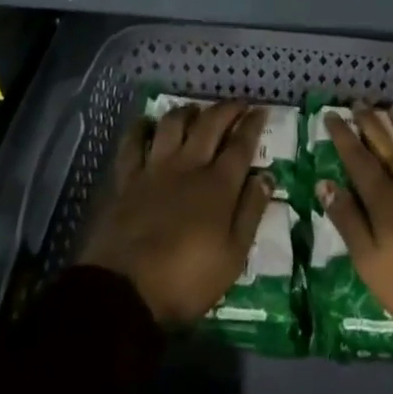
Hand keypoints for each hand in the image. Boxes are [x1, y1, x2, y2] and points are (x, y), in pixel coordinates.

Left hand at [81, 101, 272, 327]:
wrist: (126, 289)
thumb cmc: (187, 279)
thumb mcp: (233, 256)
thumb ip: (250, 212)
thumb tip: (266, 177)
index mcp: (218, 186)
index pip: (240, 146)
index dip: (252, 125)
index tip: (261, 110)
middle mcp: (188, 166)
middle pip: (210, 125)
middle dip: (226, 110)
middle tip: (237, 104)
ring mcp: (155, 169)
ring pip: (173, 125)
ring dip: (187, 112)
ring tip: (196, 111)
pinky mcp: (128, 179)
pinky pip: (133, 144)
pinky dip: (141, 129)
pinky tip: (147, 124)